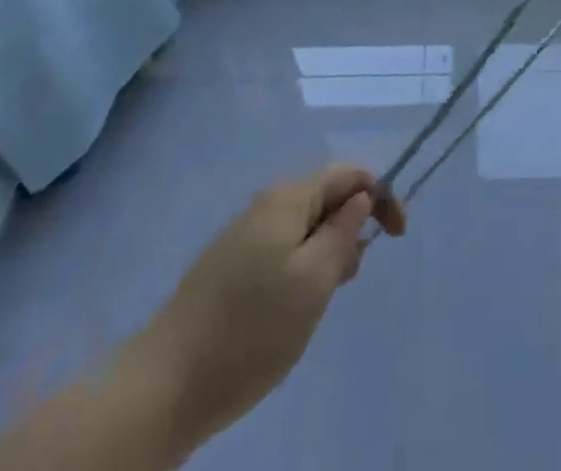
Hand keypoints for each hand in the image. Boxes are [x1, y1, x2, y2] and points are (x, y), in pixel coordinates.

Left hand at [128, 165, 403, 454]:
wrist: (162, 386)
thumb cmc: (251, 329)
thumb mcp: (314, 281)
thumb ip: (344, 232)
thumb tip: (361, 199)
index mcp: (287, 199)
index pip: (347, 175)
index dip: (380, 196)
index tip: (397, 237)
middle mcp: (264, 206)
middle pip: (324, 198)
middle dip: (350, 227)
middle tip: (353, 277)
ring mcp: (241, 237)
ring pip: (302, 227)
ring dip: (325, 251)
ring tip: (322, 299)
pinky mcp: (226, 269)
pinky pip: (279, 250)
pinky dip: (300, 267)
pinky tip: (290, 310)